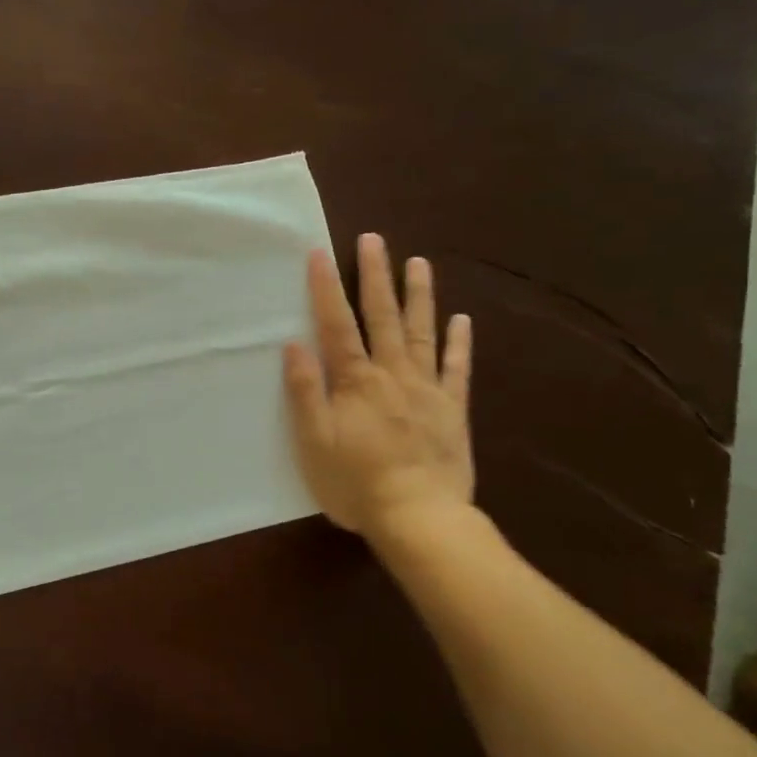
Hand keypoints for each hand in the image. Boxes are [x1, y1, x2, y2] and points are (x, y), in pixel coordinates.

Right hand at [283, 233, 474, 541]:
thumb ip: (306, 392)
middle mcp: (392, 374)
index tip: (320, 253)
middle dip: (375, 276)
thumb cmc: (355, 482)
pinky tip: (461, 319)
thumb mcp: (315, 441)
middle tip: (374, 239)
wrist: (419, 517)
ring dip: (418, 296)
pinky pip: (457, 369)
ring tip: (417, 263)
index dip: (326, 288)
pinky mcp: (453, 409)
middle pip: (382, 317)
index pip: (337, 325)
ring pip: (422, 333)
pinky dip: (459, 343)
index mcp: (355, 381)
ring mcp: (427, 389)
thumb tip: (294, 345)